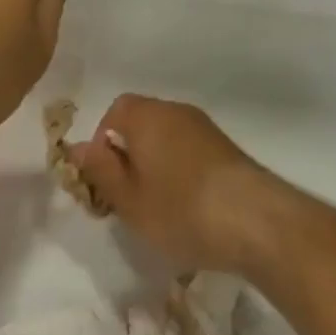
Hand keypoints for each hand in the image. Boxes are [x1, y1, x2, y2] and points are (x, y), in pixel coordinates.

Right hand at [69, 95, 285, 276]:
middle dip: (129, 156)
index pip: (114, 112)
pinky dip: (181, 172)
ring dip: (156, 165)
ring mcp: (206, 129)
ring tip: (158, 207)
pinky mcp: (228, 150)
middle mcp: (176, 111)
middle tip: (127, 197)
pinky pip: (190, 152)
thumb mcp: (128, 199)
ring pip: (167, 139)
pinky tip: (189, 207)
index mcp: (146, 115)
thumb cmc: (181, 210)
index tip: (105, 180)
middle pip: (141, 123)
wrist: (258, 222)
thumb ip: (99, 169)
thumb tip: (76, 146)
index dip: (102, 143)